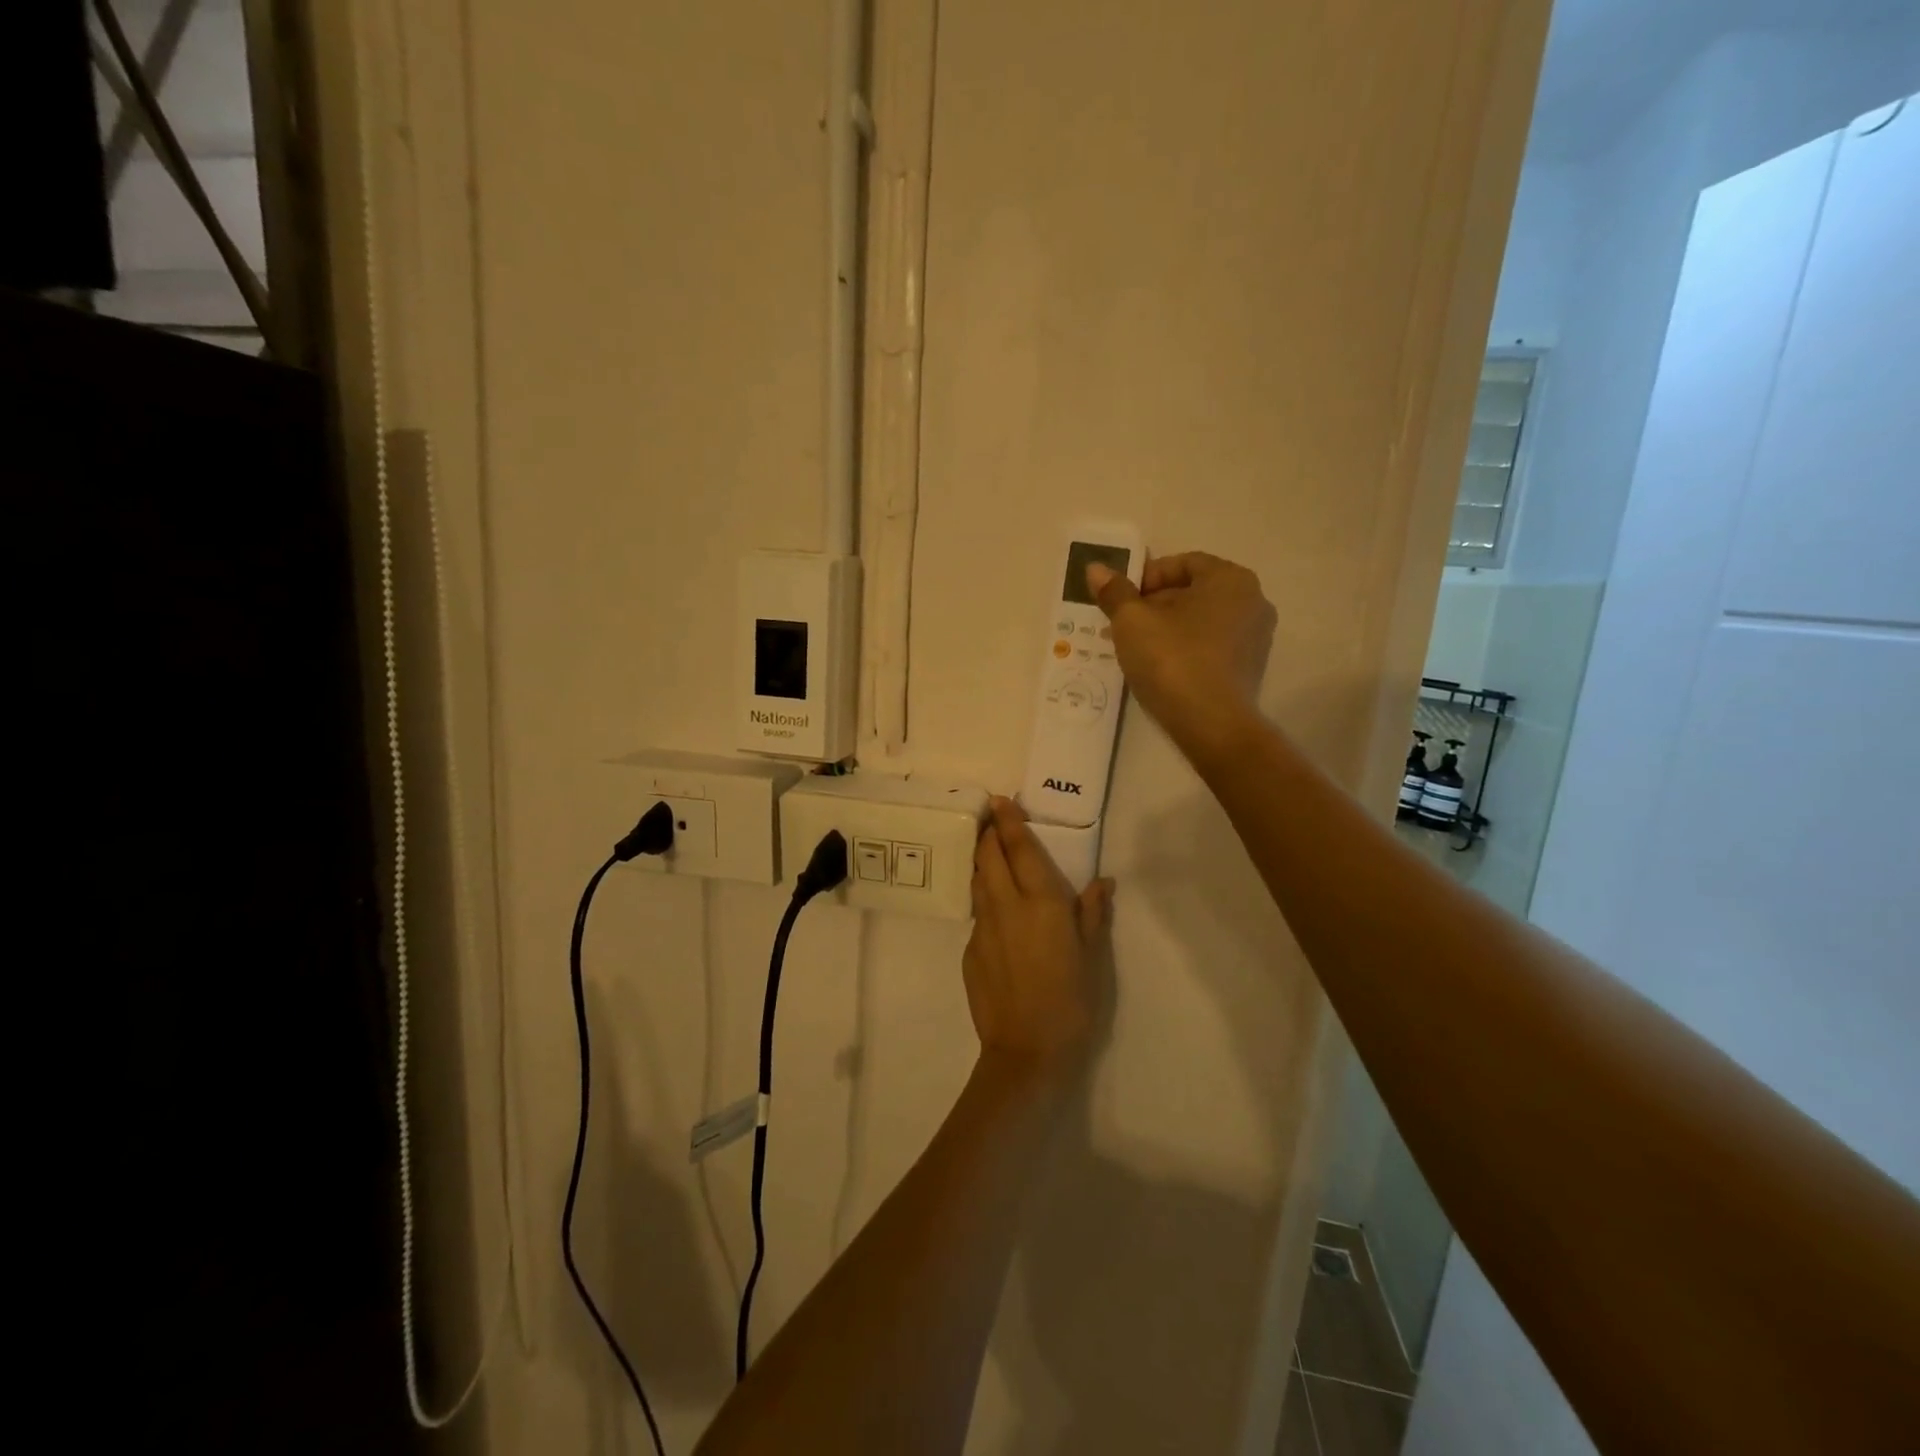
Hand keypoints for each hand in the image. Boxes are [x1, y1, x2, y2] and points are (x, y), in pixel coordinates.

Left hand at [964, 798, 1113, 1075]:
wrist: (1026, 1052)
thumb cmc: (1071, 1003)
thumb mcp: (1093, 958)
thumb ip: (1093, 914)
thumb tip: (1102, 881)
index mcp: (1041, 903)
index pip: (1019, 848)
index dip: (1008, 821)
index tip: (1000, 800)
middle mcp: (1006, 906)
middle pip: (988, 856)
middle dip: (988, 833)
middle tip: (992, 819)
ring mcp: (982, 928)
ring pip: (977, 881)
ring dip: (982, 861)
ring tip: (989, 852)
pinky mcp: (969, 950)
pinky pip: (977, 913)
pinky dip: (984, 898)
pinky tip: (996, 910)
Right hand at [1086, 551, 1275, 762]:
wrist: (1211, 725)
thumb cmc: (1172, 660)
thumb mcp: (1132, 622)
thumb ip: (1114, 592)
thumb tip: (1096, 568)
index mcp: (1230, 579)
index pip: (1183, 563)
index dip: (1146, 577)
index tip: (1122, 601)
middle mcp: (1253, 601)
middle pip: (1194, 591)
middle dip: (1155, 604)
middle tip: (1123, 626)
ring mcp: (1256, 637)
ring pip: (1202, 621)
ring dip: (1169, 628)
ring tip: (1138, 649)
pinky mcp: (1250, 669)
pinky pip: (1212, 647)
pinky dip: (1187, 650)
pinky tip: (1162, 669)